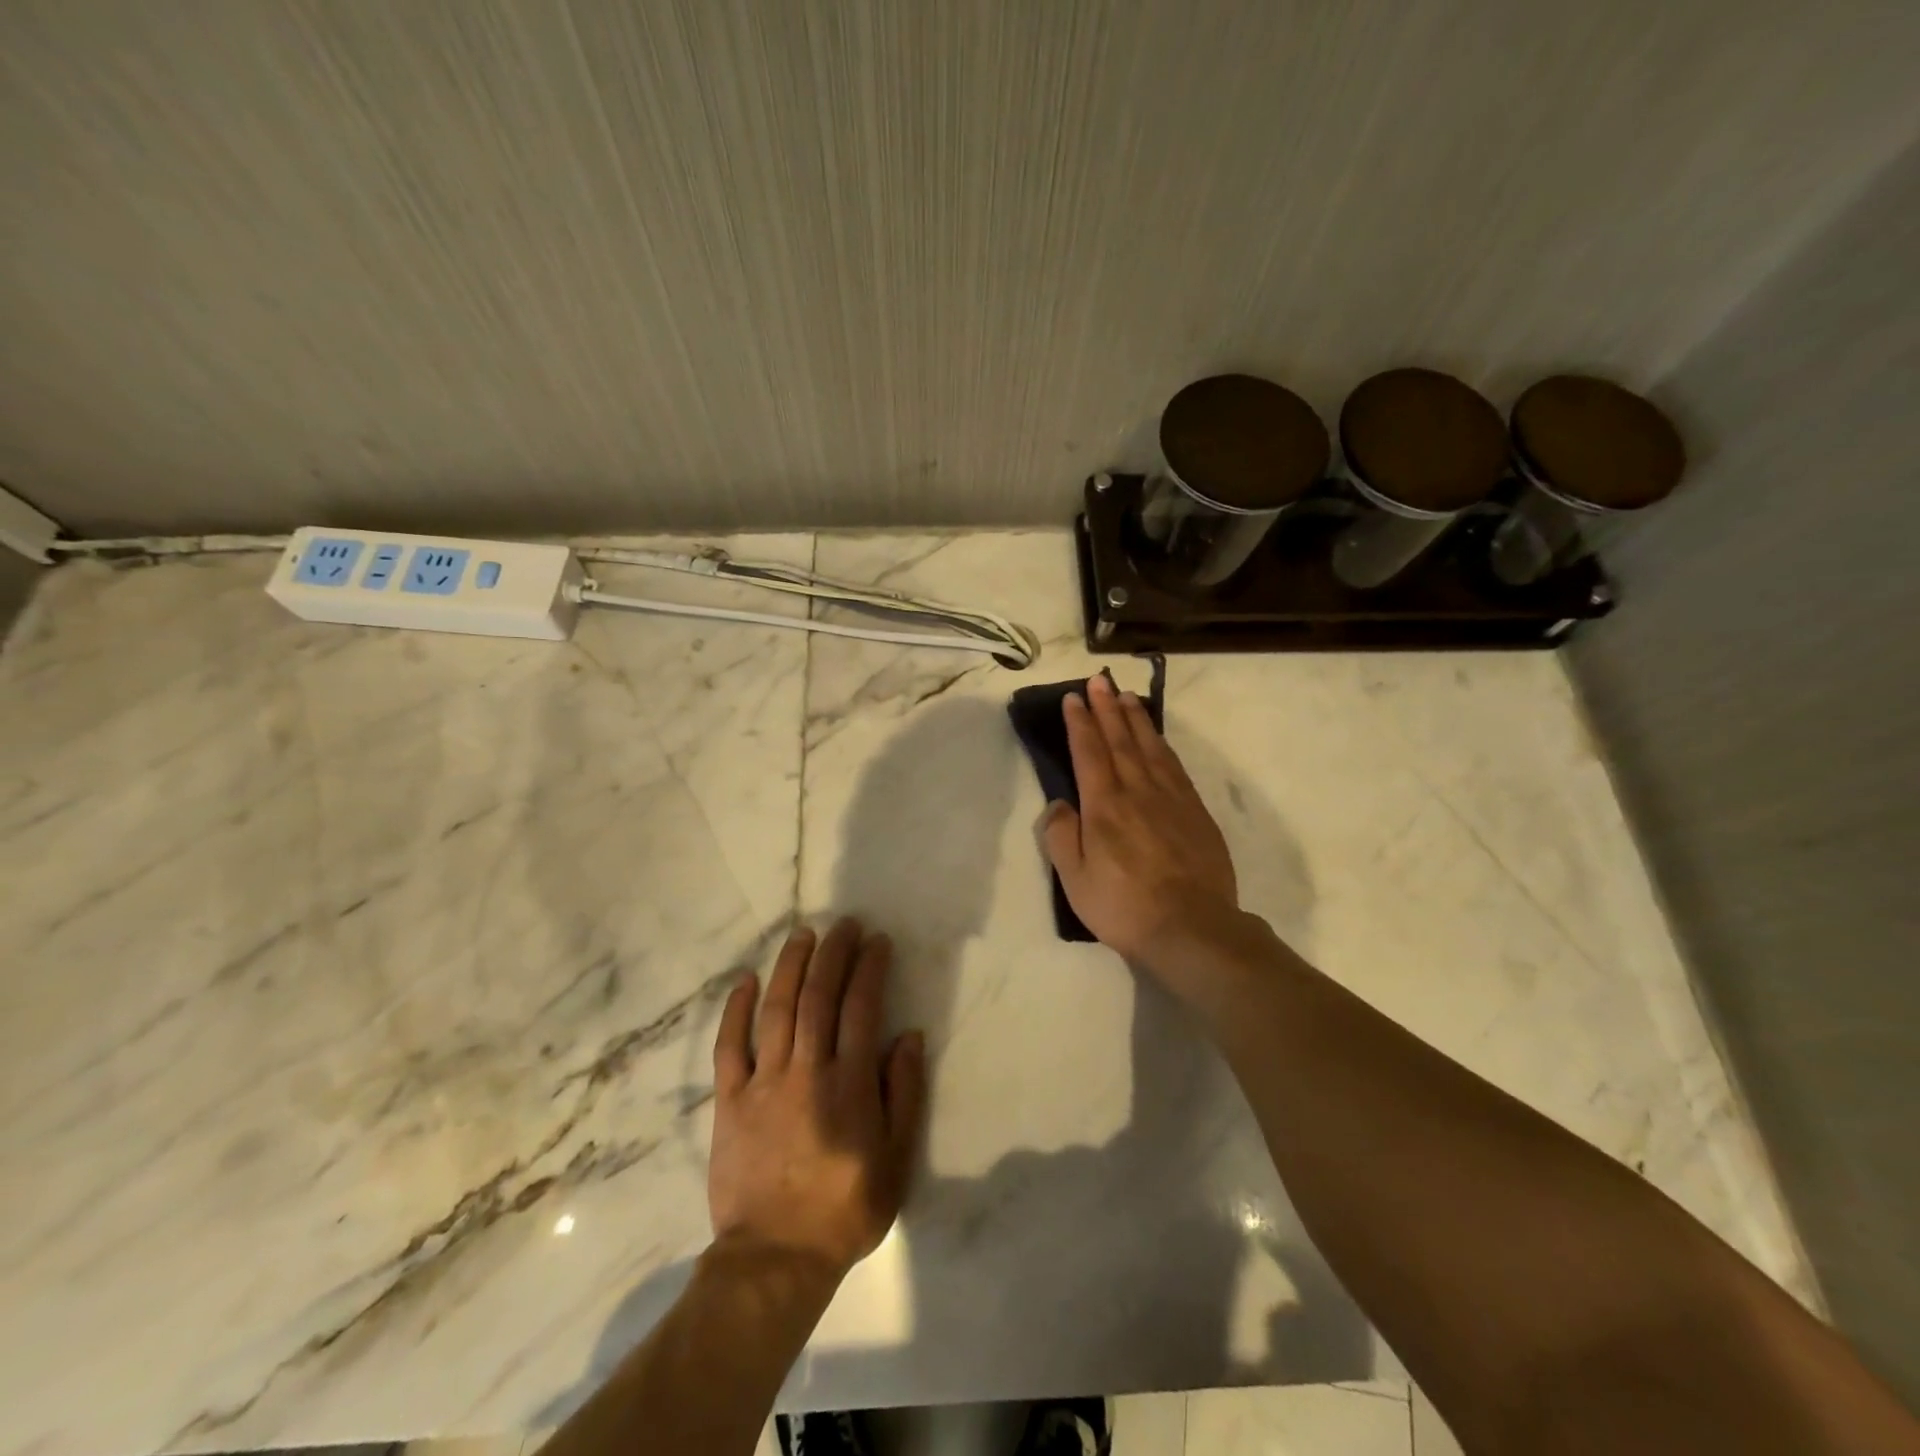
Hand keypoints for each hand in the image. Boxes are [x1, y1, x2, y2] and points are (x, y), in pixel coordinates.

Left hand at [708, 919, 926, 1279]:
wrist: (775, 1259)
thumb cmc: (845, 1209)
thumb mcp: (895, 1159)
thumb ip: (904, 1093)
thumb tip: (909, 1036)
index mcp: (849, 1084)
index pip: (861, 1008)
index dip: (870, 969)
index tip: (877, 941)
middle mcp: (807, 1071)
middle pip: (819, 997)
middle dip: (833, 954)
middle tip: (843, 924)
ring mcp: (764, 1083)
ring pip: (777, 1010)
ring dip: (791, 966)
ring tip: (802, 935)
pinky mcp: (730, 1101)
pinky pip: (729, 1047)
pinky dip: (737, 1010)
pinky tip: (746, 980)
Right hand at [1040, 672, 1241, 974]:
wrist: (1192, 928)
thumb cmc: (1124, 907)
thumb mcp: (1075, 880)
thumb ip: (1061, 837)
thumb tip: (1059, 804)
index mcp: (1104, 806)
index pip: (1089, 752)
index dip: (1080, 723)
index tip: (1073, 698)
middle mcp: (1138, 792)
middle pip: (1120, 740)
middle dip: (1107, 708)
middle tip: (1099, 681)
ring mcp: (1171, 799)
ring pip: (1150, 748)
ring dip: (1136, 719)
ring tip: (1127, 697)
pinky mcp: (1196, 812)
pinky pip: (1175, 767)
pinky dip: (1163, 745)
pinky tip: (1158, 739)